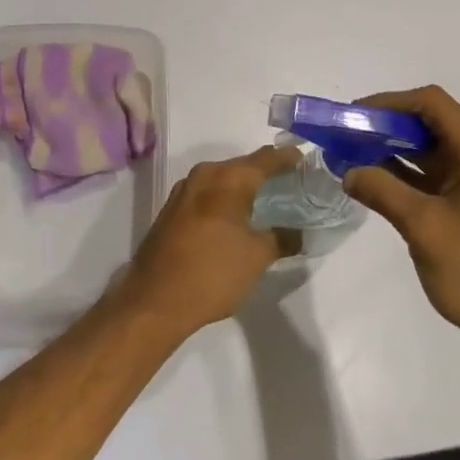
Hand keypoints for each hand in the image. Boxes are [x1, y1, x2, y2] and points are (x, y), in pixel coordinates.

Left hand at [120, 146, 299, 337]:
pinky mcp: (171, 210)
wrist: (153, 301)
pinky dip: (225, 200)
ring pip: (223, 180)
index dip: (288, 158)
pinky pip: (207, 195)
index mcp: (228, 178)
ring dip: (243, 187)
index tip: (306, 160)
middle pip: (243, 166)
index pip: (266, 159)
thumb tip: (298, 233)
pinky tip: (236, 217)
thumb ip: (283, 238)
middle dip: (266, 173)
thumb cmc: (213, 272)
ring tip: (266, 200)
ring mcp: (183, 191)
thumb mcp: (258, 257)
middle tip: (291, 183)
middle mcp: (204, 175)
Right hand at [344, 86, 459, 359]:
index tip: (354, 117)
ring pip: (436, 152)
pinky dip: (411, 176)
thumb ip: (383, 191)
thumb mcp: (425, 228)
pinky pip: (441, 177)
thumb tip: (348, 171)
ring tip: (354, 158)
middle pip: (434, 125)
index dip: (390, 103)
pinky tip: (379, 184)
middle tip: (347, 138)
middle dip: (388, 128)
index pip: (433, 105)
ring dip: (397, 152)